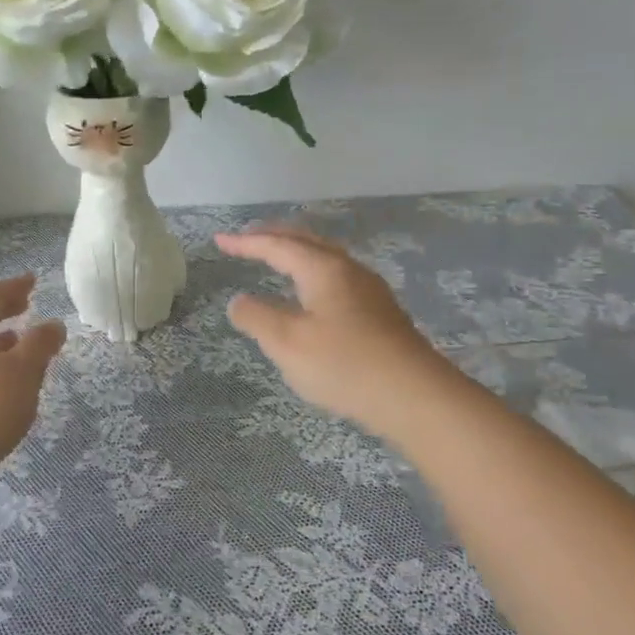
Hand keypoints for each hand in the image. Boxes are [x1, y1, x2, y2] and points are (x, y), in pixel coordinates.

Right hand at [217, 226, 448, 437]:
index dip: (246, 242)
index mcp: (323, 269)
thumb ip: (256, 318)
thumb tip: (239, 301)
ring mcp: (369, 290)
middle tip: (246, 240)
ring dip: (296, 253)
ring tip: (276, 258)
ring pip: (325, 258)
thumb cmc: (344, 365)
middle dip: (273, 237)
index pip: (277, 245)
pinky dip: (312, 272)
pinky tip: (312, 293)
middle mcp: (348, 270)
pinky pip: (337, 277)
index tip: (219, 240)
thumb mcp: (287, 343)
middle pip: (306, 242)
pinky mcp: (380, 313)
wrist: (414, 396)